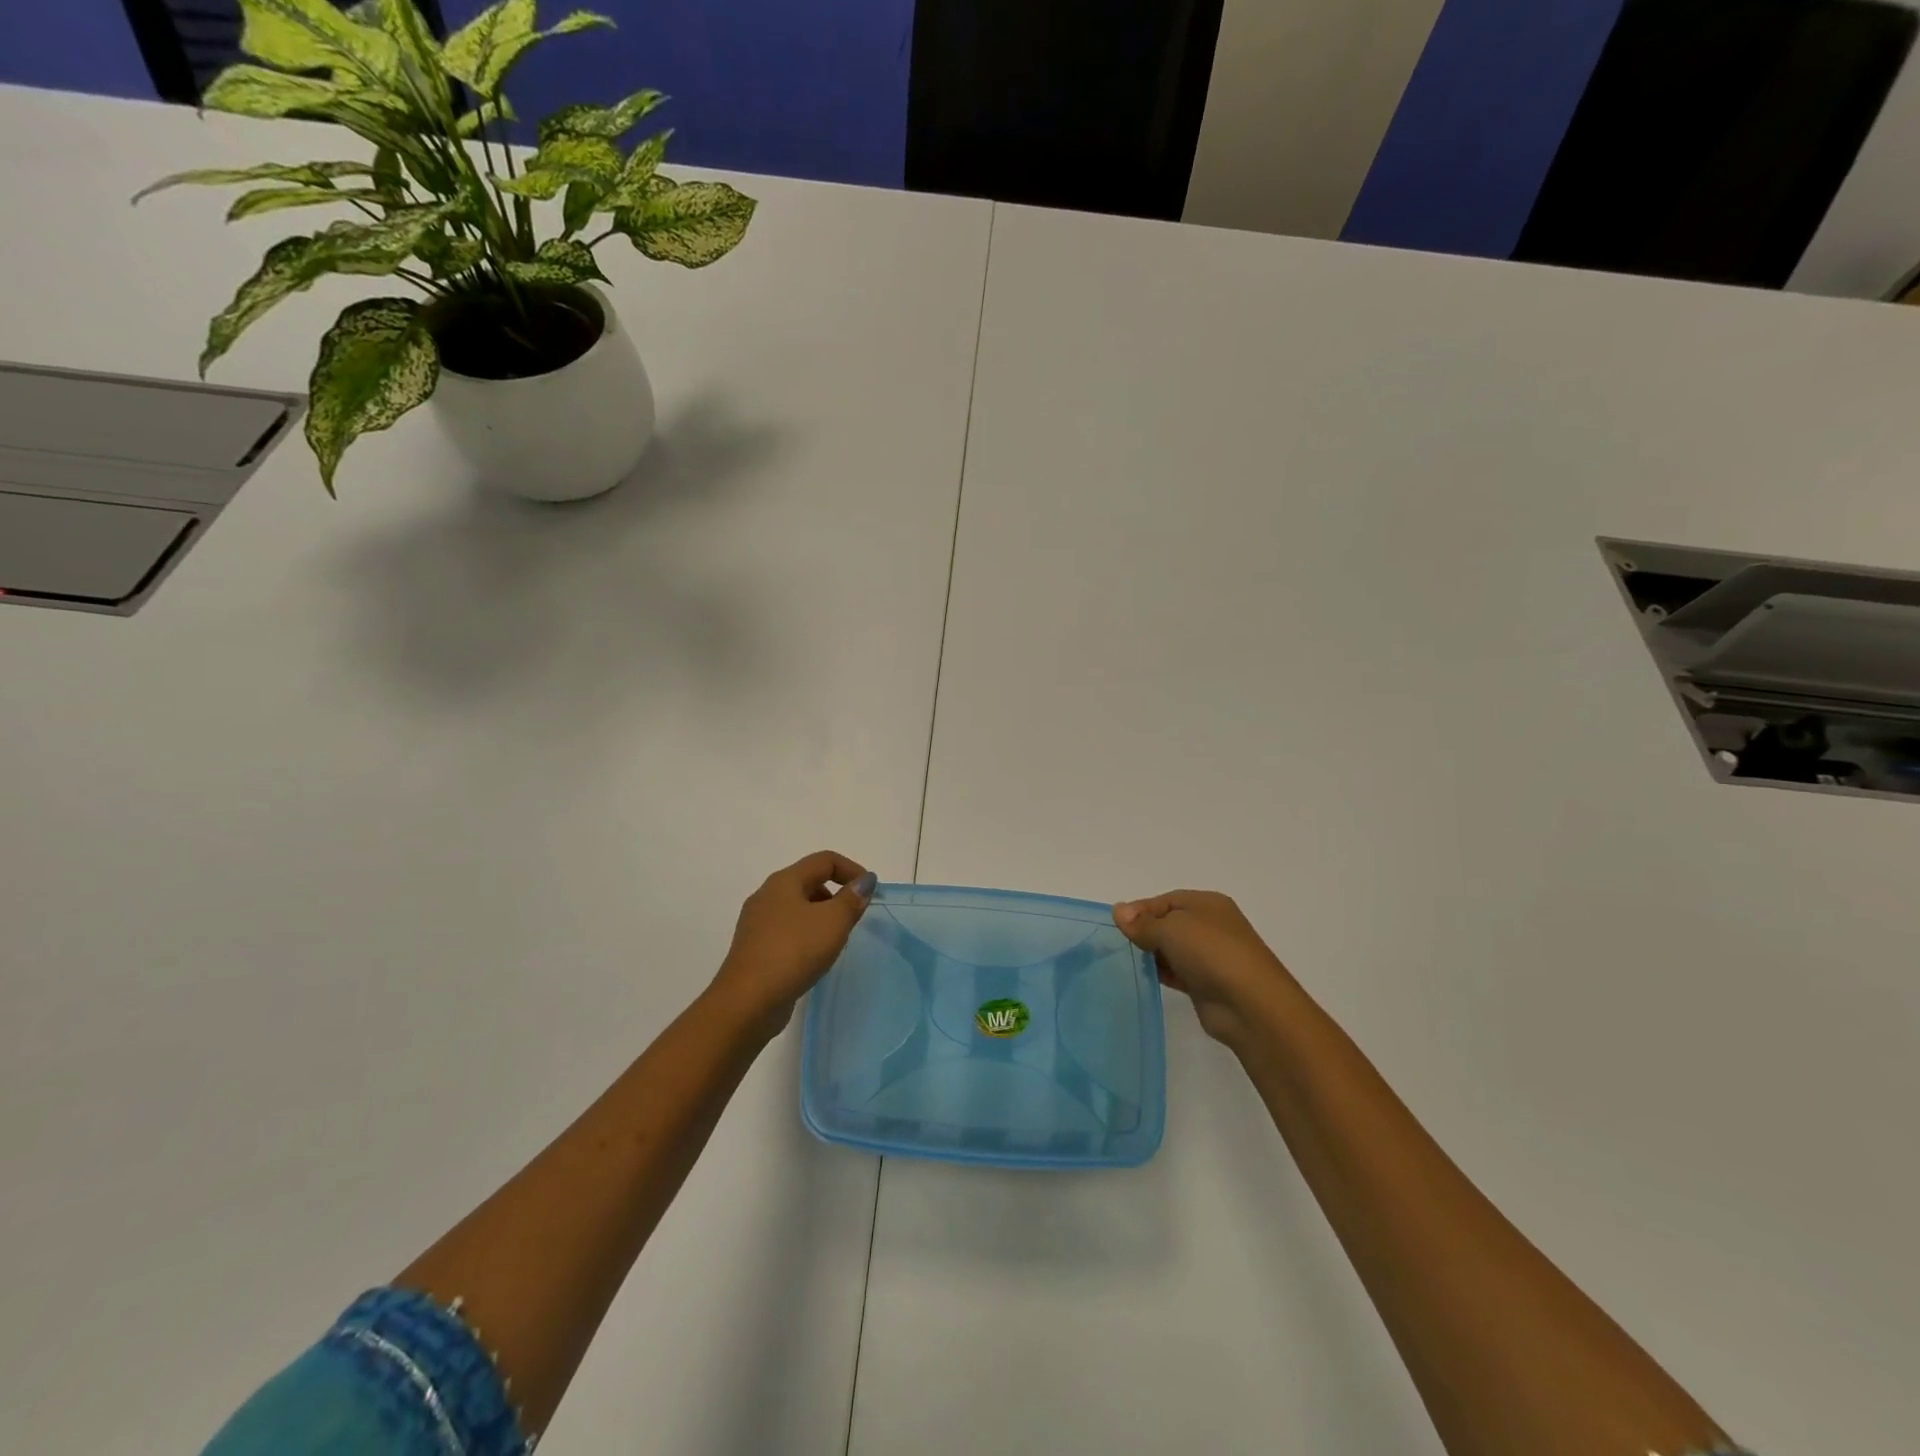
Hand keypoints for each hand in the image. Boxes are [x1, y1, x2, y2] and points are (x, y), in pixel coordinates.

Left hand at [709, 852, 876, 1037]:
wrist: (747, 1002)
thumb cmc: (793, 952)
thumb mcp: (833, 922)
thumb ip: (852, 898)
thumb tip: (864, 881)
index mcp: (784, 881)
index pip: (824, 860)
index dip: (852, 869)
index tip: (871, 893)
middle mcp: (767, 896)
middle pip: (809, 881)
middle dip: (837, 894)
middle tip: (853, 919)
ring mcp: (757, 923)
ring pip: (798, 908)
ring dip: (822, 916)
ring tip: (836, 941)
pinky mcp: (755, 949)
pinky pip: (788, 931)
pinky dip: (806, 936)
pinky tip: (814, 958)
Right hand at [1112, 890, 1295, 1048]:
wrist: (1250, 1005)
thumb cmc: (1210, 953)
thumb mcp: (1171, 928)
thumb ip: (1142, 923)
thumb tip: (1119, 911)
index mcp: (1207, 904)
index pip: (1166, 900)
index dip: (1140, 909)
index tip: (1117, 924)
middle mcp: (1211, 926)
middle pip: (1169, 923)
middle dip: (1146, 931)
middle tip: (1121, 944)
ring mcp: (1211, 956)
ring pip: (1173, 949)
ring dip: (1153, 953)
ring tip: (1129, 961)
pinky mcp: (1207, 984)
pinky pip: (1178, 972)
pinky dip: (1163, 972)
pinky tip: (1146, 977)